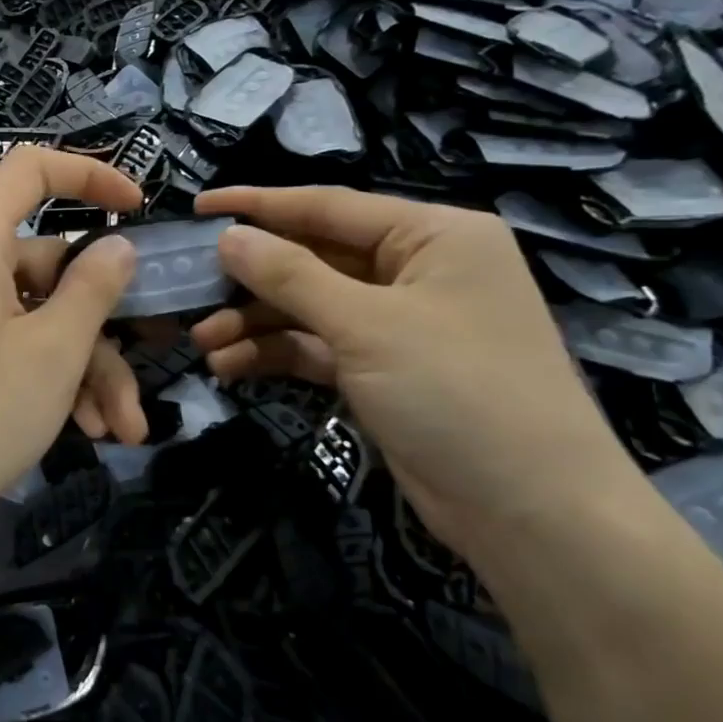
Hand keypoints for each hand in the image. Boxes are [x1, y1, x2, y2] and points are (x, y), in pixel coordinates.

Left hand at [0, 149, 142, 522]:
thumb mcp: (53, 351)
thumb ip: (94, 287)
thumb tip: (118, 246)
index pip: (30, 169)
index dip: (89, 177)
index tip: (137, 211)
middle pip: (45, 269)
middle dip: (99, 331)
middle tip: (134, 392)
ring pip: (31, 317)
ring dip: (80, 369)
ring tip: (118, 431)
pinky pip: (3, 343)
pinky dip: (43, 377)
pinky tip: (81, 429)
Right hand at [190, 186, 640, 561]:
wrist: (533, 515)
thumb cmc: (458, 392)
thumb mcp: (367, 325)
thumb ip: (290, 275)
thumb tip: (228, 236)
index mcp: (432, 235)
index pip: (329, 206)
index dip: (259, 206)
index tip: (198, 208)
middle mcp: (416, 270)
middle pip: (314, 258)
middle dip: (251, 279)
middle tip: (190, 289)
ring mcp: (399, 323)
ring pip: (309, 307)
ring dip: (255, 323)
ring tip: (202, 343)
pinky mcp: (383, 369)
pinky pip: (318, 346)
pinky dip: (277, 353)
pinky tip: (230, 367)